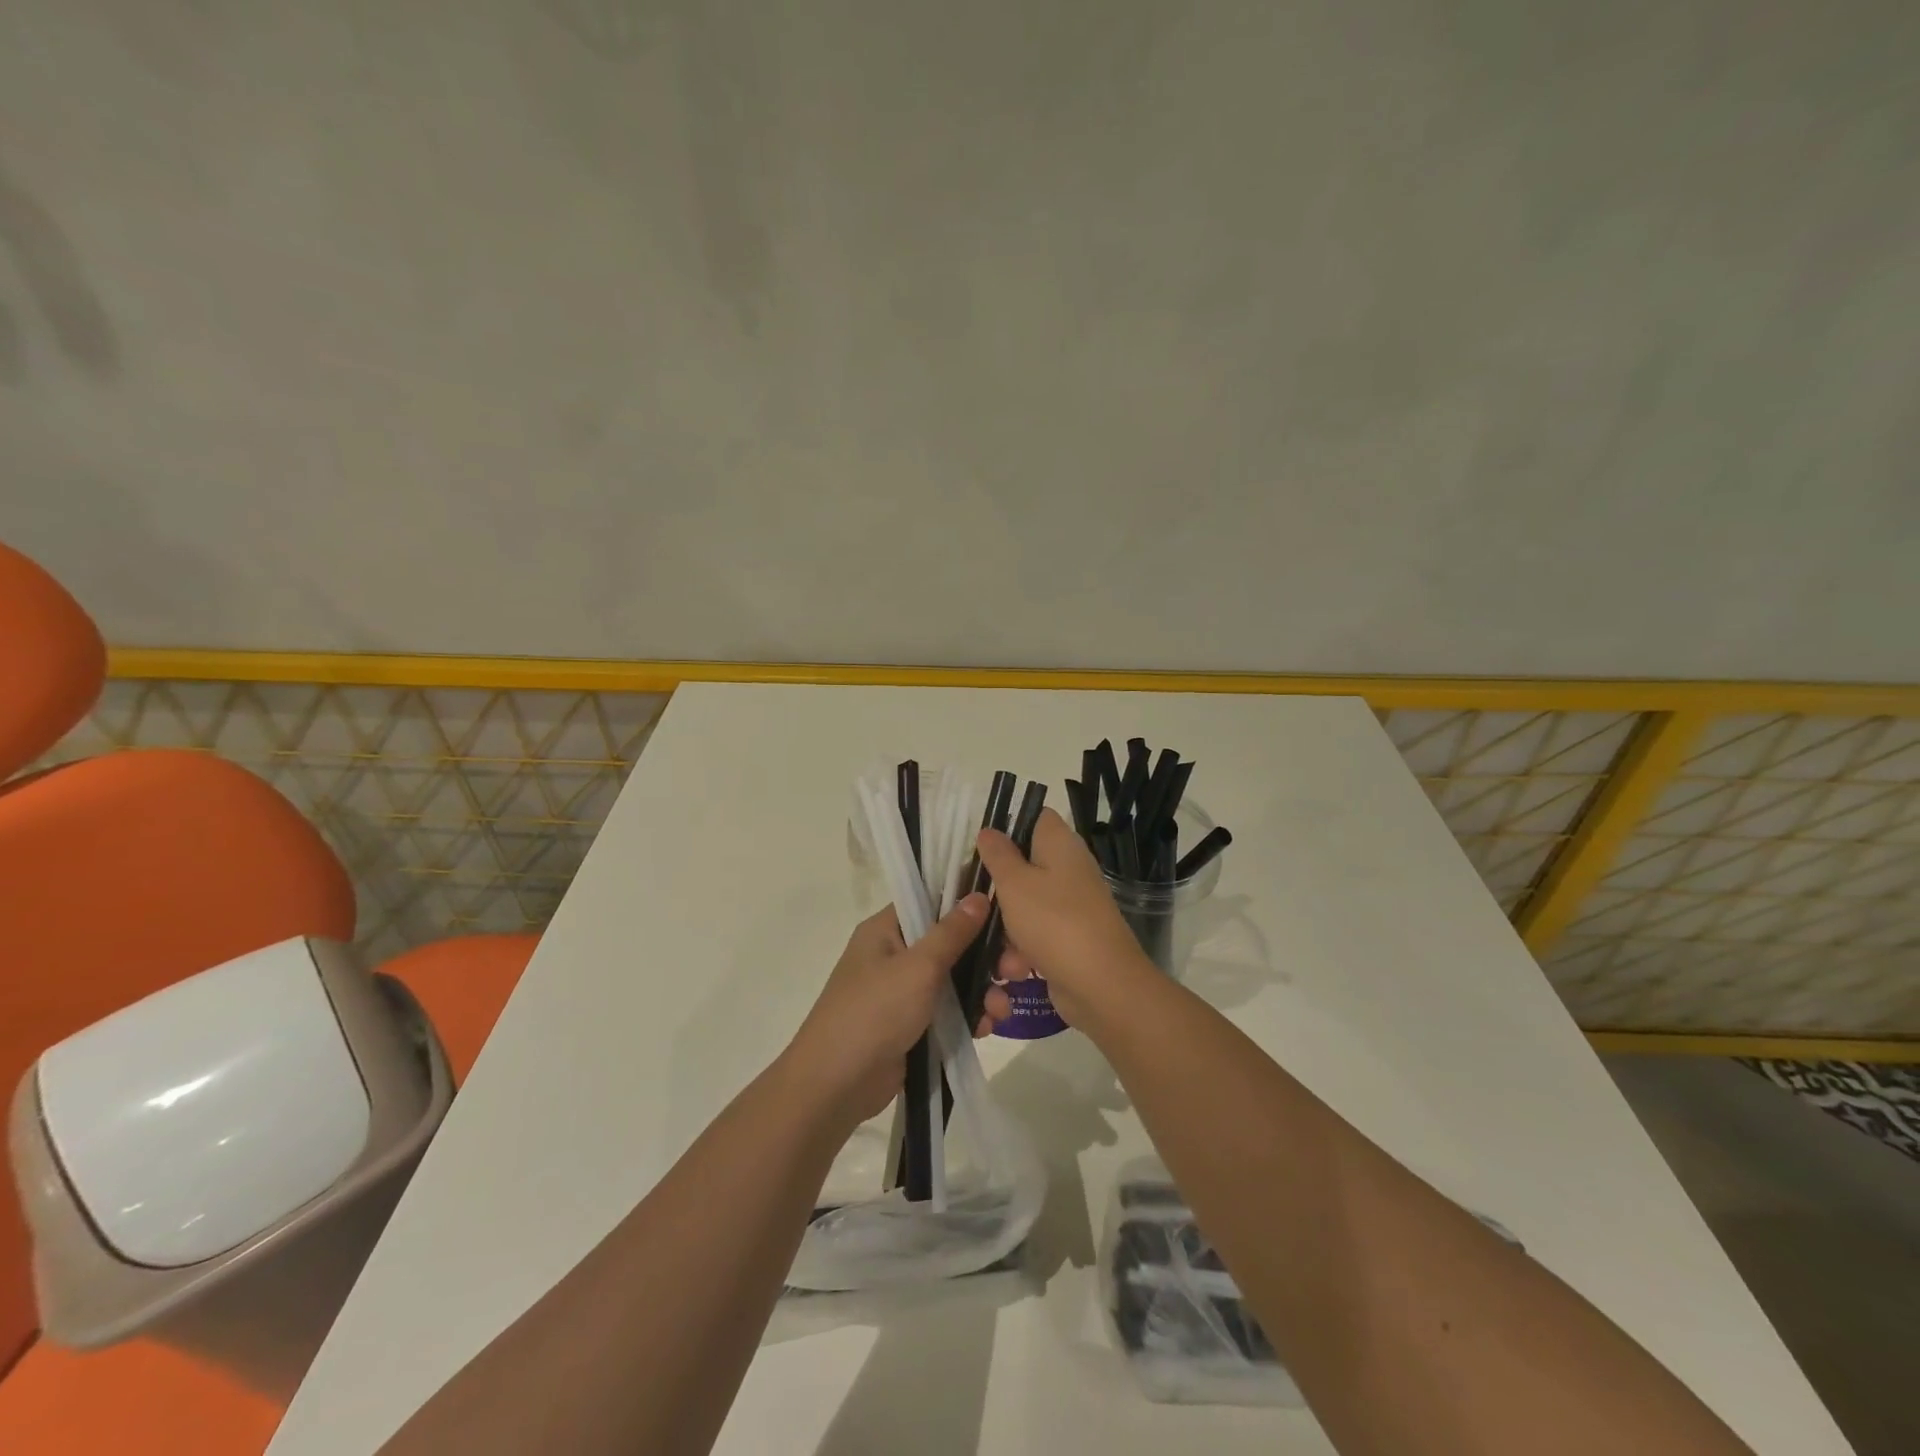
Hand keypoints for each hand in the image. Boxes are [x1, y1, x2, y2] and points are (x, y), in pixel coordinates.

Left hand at [785, 894, 1009, 1125]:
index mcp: (887, 928)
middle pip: (952, 941)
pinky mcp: (913, 1024)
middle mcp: (896, 953)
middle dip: (987, 955)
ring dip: (983, 990)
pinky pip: (950, 1009)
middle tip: (1017, 970)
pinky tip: (987, 1028)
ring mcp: (904, 990)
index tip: (1007, 910)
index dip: (969, 902)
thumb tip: (979, 895)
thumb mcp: (918, 967)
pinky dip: (970, 1015)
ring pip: (956, 978)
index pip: (932, 900)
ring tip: (1002, 1010)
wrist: (835, 1086)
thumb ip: (952, 932)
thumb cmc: (874, 1013)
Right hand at [974, 808, 1154, 1028]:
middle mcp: (1070, 869)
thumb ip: (998, 855)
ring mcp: (1073, 905)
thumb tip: (989, 830)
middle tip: (977, 901)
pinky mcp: (1071, 938)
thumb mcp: (1014, 883)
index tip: (983, 850)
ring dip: (1007, 928)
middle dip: (999, 888)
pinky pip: (1038, 935)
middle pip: (1026, 866)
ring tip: (1000, 949)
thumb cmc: (1053, 922)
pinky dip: (1024, 951)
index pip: (1036, 818)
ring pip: (1027, 905)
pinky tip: (1016, 971)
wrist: (1102, 985)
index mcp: (1060, 845)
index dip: (1009, 827)